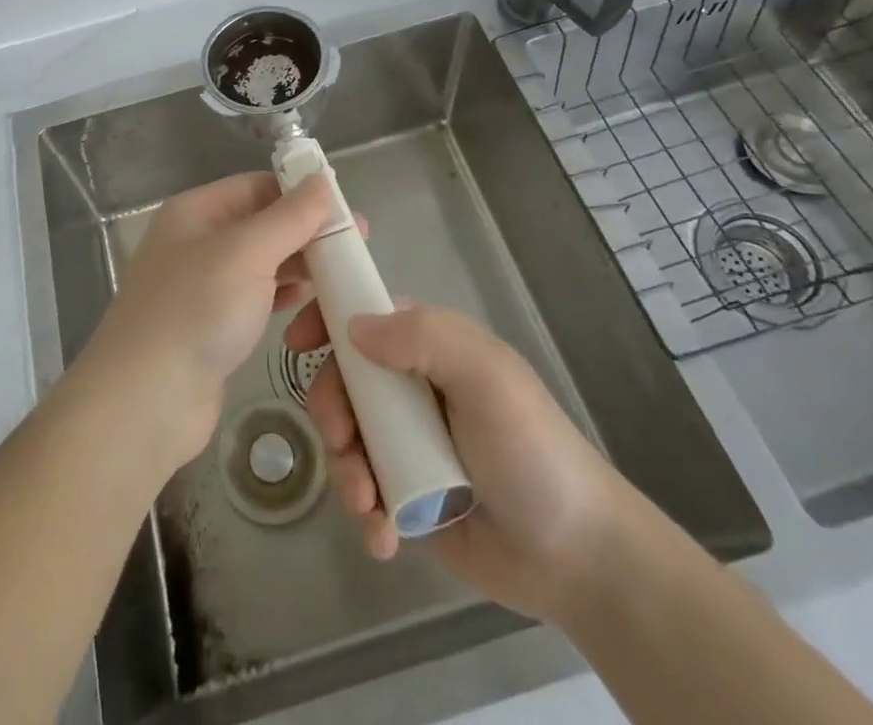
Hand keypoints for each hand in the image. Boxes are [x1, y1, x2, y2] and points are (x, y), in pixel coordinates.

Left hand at [81, 173, 335, 472]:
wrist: (146, 402)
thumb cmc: (196, 311)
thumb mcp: (246, 253)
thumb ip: (289, 216)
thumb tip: (322, 178)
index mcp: (196, 212)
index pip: (256, 186)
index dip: (300, 192)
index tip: (347, 208)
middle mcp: (197, 242)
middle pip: (261, 224)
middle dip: (306, 232)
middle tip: (358, 246)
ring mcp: (203, 286)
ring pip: (262, 263)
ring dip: (300, 265)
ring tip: (344, 275)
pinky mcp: (213, 325)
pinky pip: (256, 297)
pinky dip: (284, 295)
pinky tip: (311, 302)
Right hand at [285, 300, 627, 620]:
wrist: (576, 557)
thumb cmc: (531, 449)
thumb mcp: (487, 377)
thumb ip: (425, 337)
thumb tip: (353, 328)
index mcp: (428, 347)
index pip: (364, 315)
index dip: (326, 321)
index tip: (296, 344)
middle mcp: (410, 387)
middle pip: (342, 380)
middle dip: (331, 411)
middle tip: (342, 444)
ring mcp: (404, 442)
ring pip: (344, 437)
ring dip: (344, 470)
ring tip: (369, 507)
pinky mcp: (403, 495)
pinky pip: (361, 490)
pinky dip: (362, 511)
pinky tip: (383, 538)